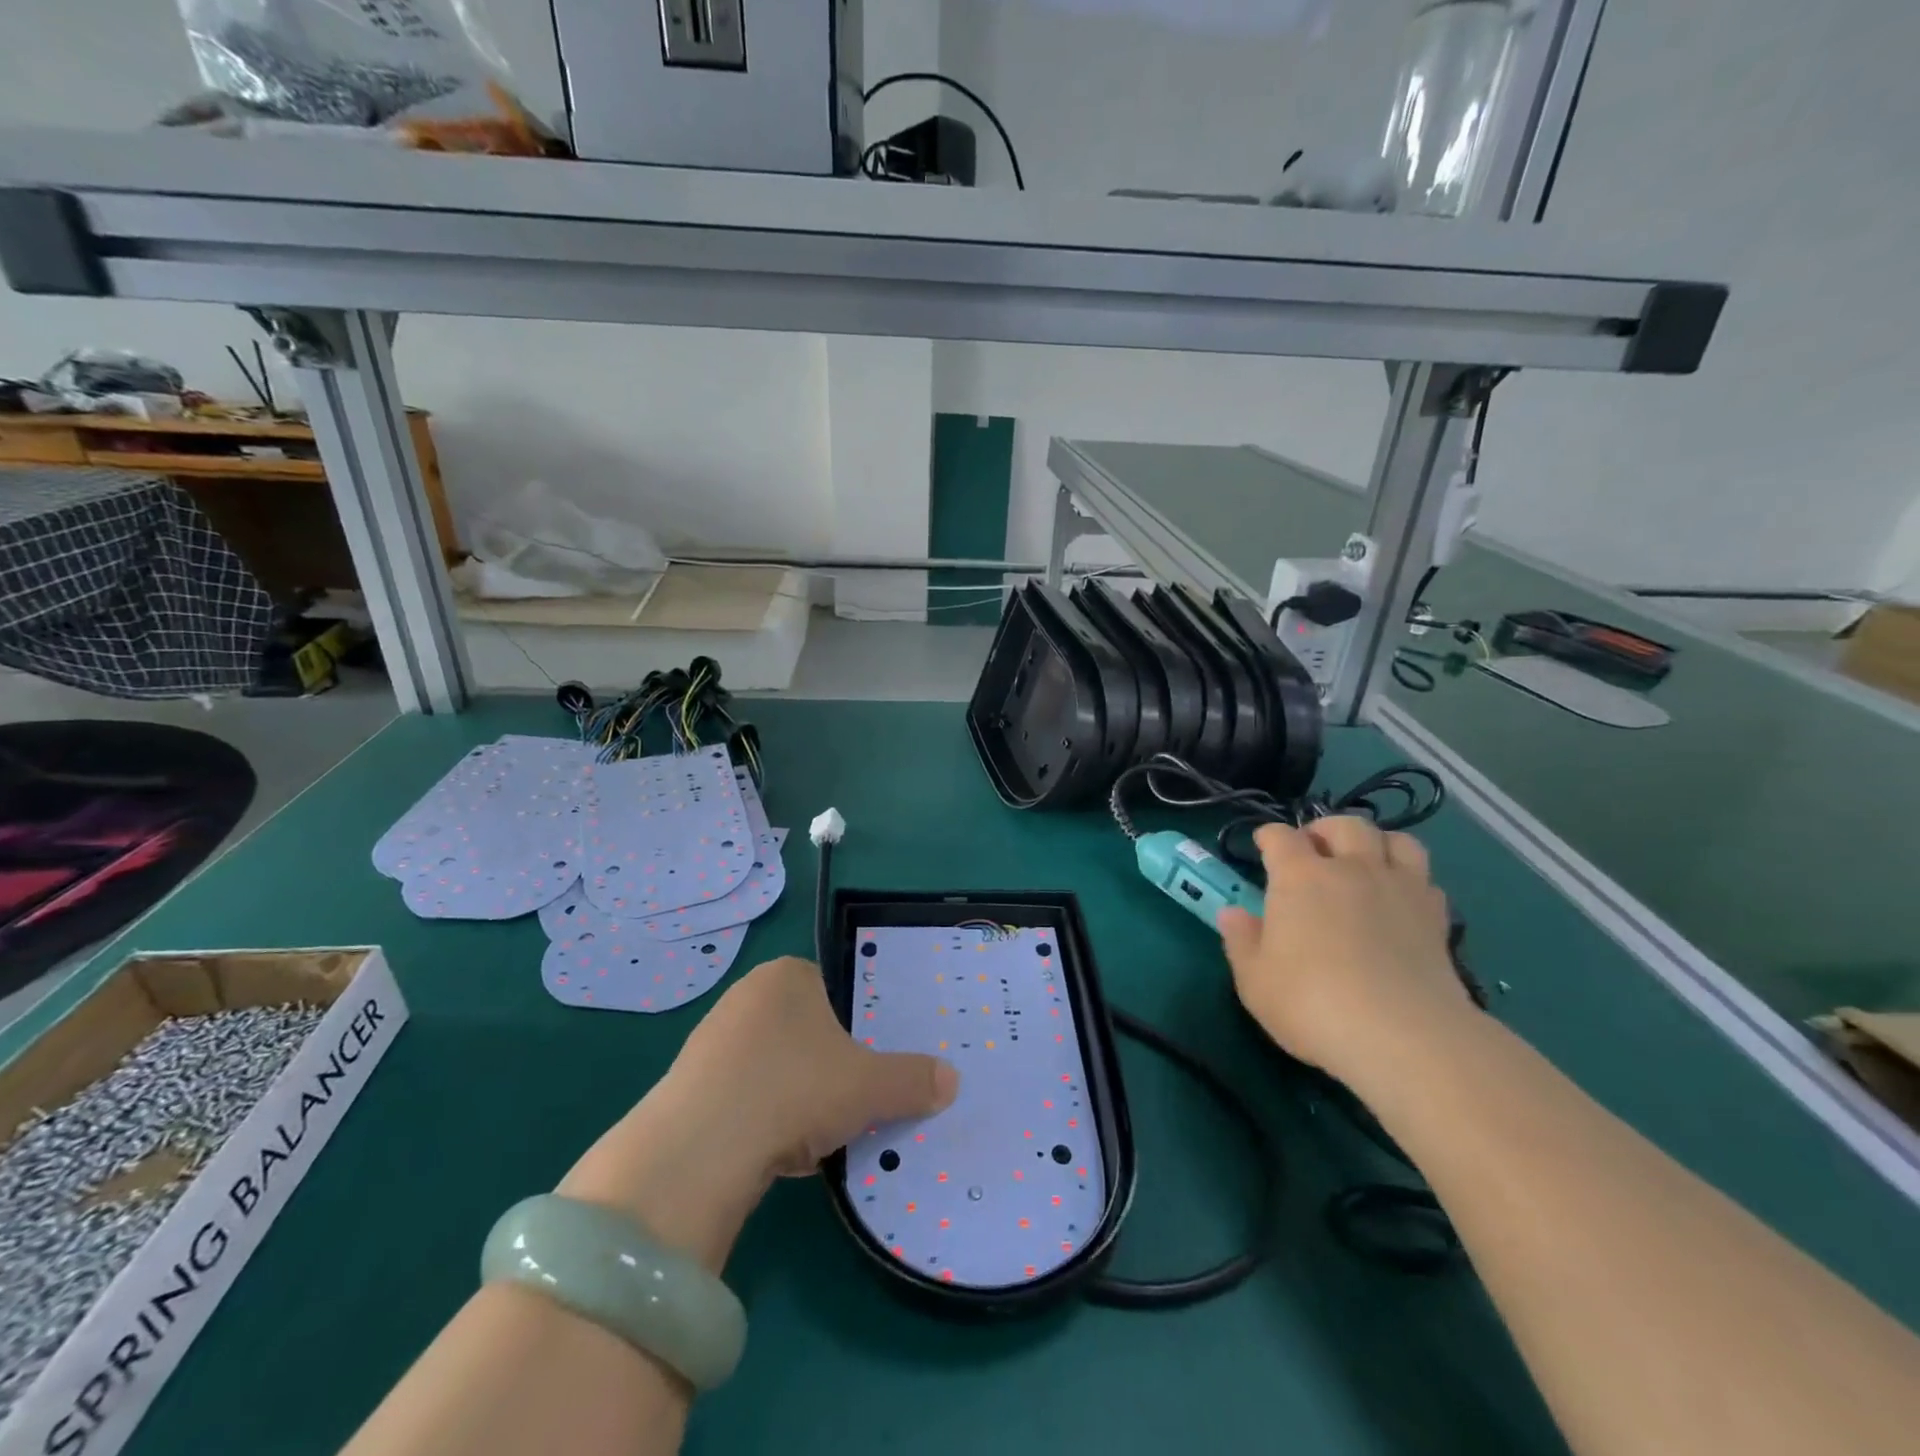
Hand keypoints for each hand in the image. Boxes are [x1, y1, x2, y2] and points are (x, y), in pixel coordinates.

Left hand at [670, 955, 960, 1175]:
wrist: (700, 1148)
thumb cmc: (796, 1089)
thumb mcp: (869, 1086)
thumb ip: (913, 1079)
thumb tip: (952, 1081)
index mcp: (789, 975)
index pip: (830, 988)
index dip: (851, 1026)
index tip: (861, 1065)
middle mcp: (746, 994)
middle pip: (802, 1027)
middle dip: (823, 1064)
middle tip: (842, 1101)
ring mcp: (709, 1037)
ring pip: (771, 1064)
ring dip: (792, 1094)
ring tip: (808, 1134)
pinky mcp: (685, 1082)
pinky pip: (739, 1093)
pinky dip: (759, 1117)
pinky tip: (770, 1150)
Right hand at [1216, 817, 1470, 1084]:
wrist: (1404, 1037)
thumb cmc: (1312, 1003)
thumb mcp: (1255, 979)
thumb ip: (1241, 941)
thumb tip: (1233, 914)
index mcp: (1300, 876)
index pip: (1281, 836)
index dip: (1269, 836)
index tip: (1263, 845)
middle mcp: (1352, 869)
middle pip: (1345, 825)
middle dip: (1326, 830)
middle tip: (1315, 850)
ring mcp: (1400, 889)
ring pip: (1396, 840)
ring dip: (1376, 844)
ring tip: (1364, 863)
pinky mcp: (1436, 918)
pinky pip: (1426, 879)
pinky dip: (1410, 880)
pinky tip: (1399, 901)